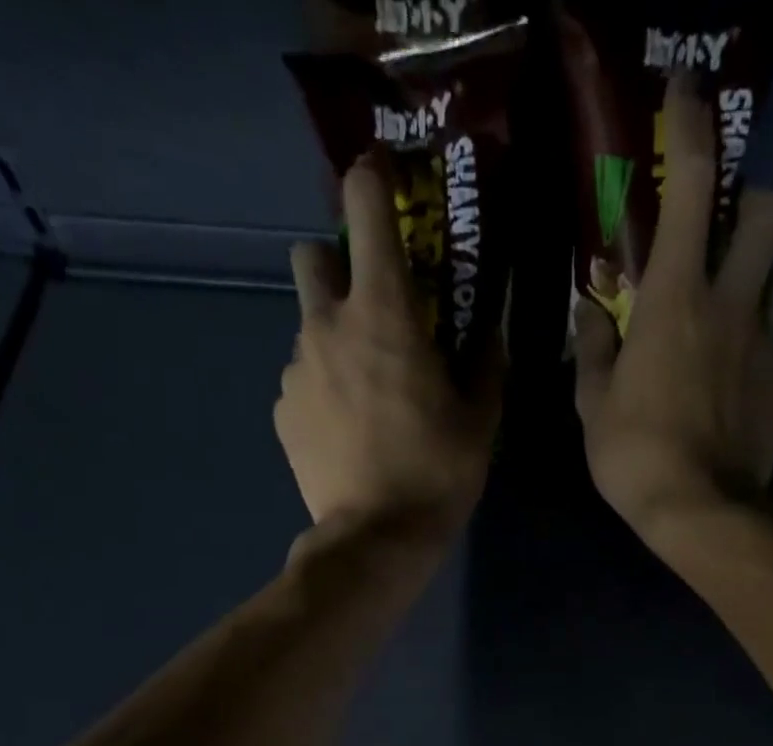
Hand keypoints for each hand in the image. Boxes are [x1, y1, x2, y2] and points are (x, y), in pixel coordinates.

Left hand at [276, 155, 500, 543]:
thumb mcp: (479, 420)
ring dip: (334, 340)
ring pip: (308, 327)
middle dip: (336, 265)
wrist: (376, 538)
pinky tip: (347, 430)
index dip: (371, 180)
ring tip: (366, 394)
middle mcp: (327, 325)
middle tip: (371, 310)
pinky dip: (322, 389)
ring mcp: (296, 368)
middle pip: (311, 255)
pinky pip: (300, 379)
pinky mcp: (282, 410)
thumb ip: (485, 365)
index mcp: (383, 312)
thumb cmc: (436, 473)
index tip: (383, 182)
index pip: (365, 205)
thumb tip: (490, 336)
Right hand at [572, 80, 772, 550]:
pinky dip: (756, 356)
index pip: (689, 186)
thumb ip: (593, 349)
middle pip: (769, 212)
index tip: (685, 94)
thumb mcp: (593, 406)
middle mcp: (732, 305)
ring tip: (726, 317)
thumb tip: (590, 312)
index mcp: (675, 299)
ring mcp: (767, 344)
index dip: (690, 127)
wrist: (702, 513)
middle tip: (722, 234)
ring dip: (757, 279)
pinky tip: (735, 390)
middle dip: (751, 203)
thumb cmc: (634, 456)